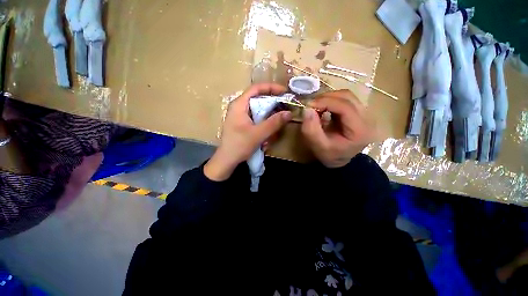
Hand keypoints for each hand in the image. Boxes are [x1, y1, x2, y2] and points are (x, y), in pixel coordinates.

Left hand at [204, 83, 291, 180]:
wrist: (227, 160)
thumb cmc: (239, 145)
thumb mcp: (258, 134)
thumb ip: (274, 123)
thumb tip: (289, 113)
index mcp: (239, 104)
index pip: (256, 88)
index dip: (271, 88)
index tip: (284, 92)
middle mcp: (239, 107)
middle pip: (258, 98)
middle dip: (272, 102)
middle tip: (285, 107)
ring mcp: (241, 116)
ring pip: (258, 109)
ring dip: (269, 113)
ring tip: (279, 119)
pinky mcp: (243, 123)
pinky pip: (256, 117)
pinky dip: (265, 121)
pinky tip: (270, 130)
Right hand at [301, 90, 375, 167]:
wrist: (340, 159)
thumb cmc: (330, 155)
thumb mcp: (318, 146)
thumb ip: (311, 130)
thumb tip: (307, 109)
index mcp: (360, 130)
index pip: (345, 107)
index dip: (326, 102)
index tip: (308, 105)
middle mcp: (367, 119)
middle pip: (348, 97)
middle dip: (326, 98)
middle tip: (311, 105)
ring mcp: (365, 114)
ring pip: (347, 96)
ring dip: (329, 98)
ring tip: (316, 106)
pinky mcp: (359, 112)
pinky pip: (345, 100)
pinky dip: (332, 100)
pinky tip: (323, 108)